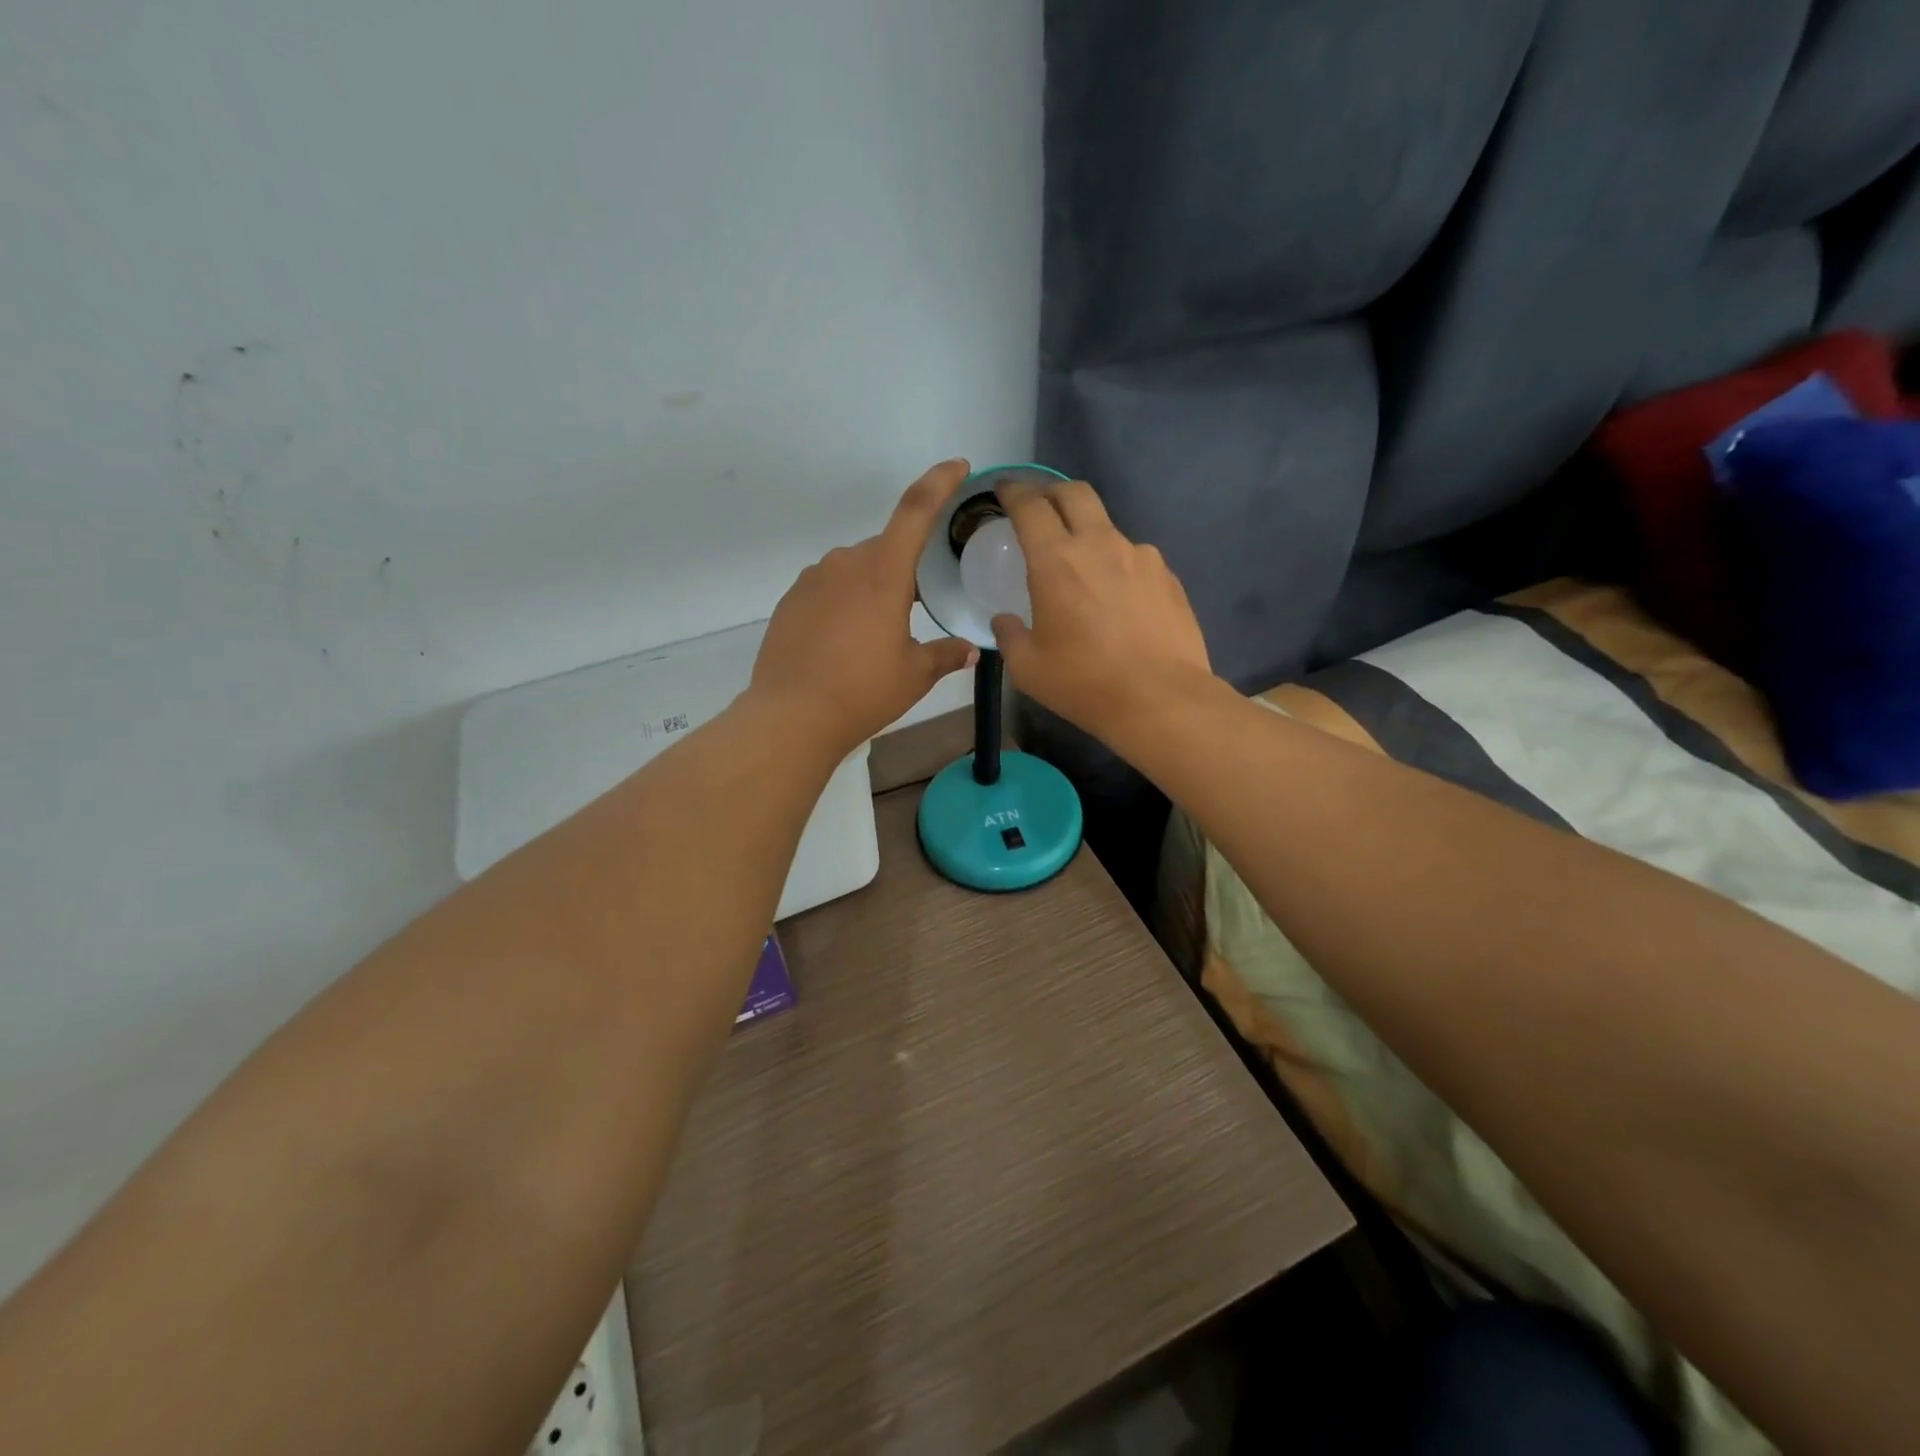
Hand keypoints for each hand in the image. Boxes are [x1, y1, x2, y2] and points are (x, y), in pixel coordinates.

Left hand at [749, 460, 978, 755]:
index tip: (957, 466)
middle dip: (904, 569)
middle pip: (885, 549)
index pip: (915, 510)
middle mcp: (845, 563)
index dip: (939, 482)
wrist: (791, 716)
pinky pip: (828, 588)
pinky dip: (844, 603)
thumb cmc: (863, 692)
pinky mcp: (790, 600)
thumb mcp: (915, 675)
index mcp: (883, 572)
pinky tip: (845, 641)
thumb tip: (970, 649)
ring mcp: (812, 580)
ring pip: (855, 569)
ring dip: (872, 587)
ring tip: (877, 633)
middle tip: (916, 607)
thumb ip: (946, 655)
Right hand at [991, 479, 1212, 739]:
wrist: (1162, 700)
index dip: (1013, 491)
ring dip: (1088, 535)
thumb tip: (1005, 621)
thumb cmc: (1084, 683)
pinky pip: (1134, 558)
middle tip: (1038, 508)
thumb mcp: (1028, 668)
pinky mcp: (1168, 576)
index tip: (1004, 490)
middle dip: (1051, 491)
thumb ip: (1009, 635)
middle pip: (1074, 493)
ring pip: (1107, 528)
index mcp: (1057, 560)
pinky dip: (1117, 566)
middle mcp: (1100, 544)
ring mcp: (1140, 557)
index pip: (1030, 505)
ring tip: (1083, 570)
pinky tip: (1118, 599)